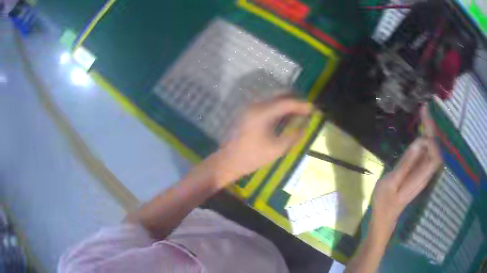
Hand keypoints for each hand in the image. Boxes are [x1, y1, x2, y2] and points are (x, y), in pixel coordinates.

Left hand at [214, 97, 312, 184]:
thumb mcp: (277, 149)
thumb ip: (294, 135)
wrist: (228, 161)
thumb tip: (306, 125)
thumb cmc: (252, 157)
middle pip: (279, 94)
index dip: (302, 105)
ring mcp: (250, 107)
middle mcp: (255, 105)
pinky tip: (285, 115)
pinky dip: (278, 106)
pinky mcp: (248, 111)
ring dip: (287, 102)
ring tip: (298, 112)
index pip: (286, 102)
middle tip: (307, 109)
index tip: (313, 109)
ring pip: (273, 97)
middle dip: (295, 99)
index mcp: (262, 113)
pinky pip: (267, 103)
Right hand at [371, 107, 441, 233]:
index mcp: (421, 175)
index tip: (424, 115)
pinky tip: (422, 131)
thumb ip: (406, 164)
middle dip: (432, 127)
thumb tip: (420, 142)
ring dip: (430, 131)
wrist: (385, 216)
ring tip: (424, 116)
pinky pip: (428, 152)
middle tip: (424, 110)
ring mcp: (424, 172)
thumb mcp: (391, 183)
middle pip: (436, 148)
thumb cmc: (385, 202)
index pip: (435, 151)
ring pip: (434, 149)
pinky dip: (427, 139)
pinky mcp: (420, 172)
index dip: (432, 133)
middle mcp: (427, 173)